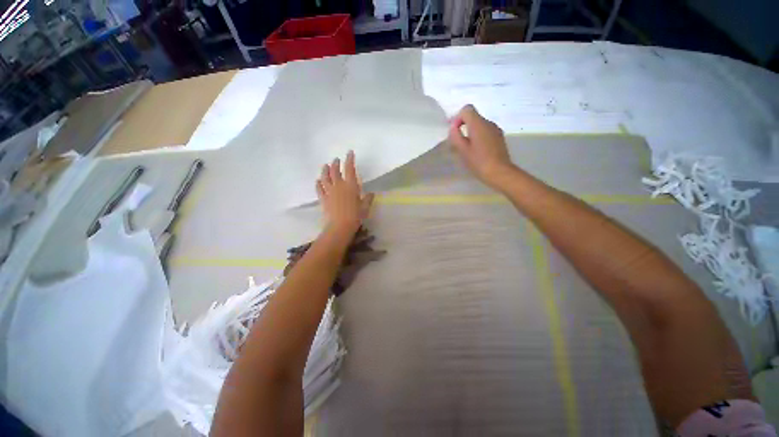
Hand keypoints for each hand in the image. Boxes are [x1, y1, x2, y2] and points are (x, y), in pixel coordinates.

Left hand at [317, 151, 373, 233]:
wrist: (340, 226)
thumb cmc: (355, 216)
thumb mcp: (365, 207)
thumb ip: (368, 199)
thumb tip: (371, 193)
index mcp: (350, 186)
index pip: (350, 169)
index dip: (349, 159)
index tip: (349, 152)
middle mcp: (339, 185)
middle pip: (335, 171)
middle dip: (336, 163)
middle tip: (336, 160)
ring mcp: (329, 192)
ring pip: (325, 177)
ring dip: (325, 170)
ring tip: (325, 165)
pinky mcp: (323, 199)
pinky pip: (319, 189)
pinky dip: (318, 183)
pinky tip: (318, 181)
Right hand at [448, 105, 515, 188]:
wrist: (499, 172)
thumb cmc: (478, 162)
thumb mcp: (462, 150)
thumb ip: (455, 136)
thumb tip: (453, 127)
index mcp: (478, 124)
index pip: (467, 109)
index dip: (457, 117)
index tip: (454, 131)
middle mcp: (488, 123)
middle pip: (473, 116)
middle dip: (463, 125)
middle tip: (457, 141)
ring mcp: (496, 129)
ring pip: (480, 124)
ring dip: (471, 132)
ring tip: (466, 147)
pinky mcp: (499, 137)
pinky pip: (486, 131)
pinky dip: (479, 136)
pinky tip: (477, 150)